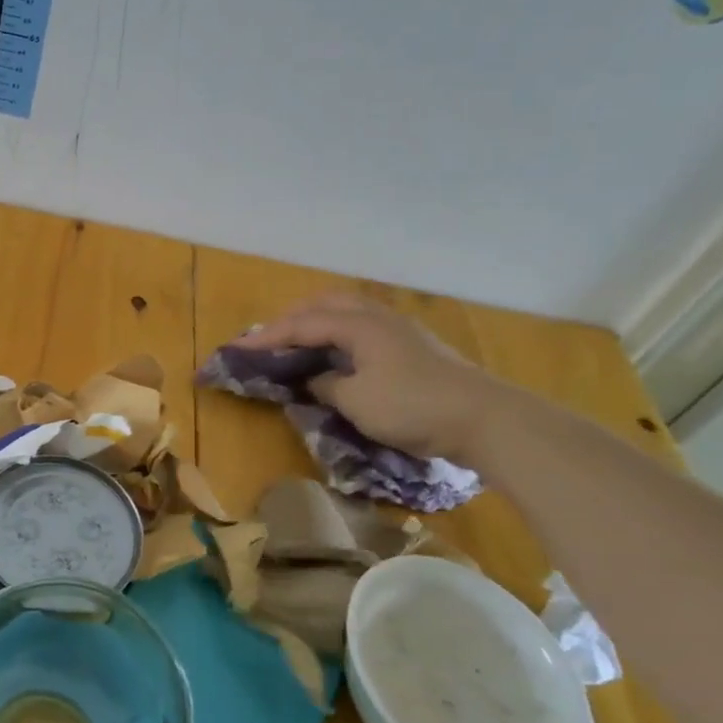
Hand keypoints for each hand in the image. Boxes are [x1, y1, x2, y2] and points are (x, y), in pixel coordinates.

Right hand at [233, 295, 502, 463]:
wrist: (485, 418)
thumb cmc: (413, 407)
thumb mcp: (356, 401)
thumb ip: (327, 384)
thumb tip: (317, 379)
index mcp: (358, 325)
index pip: (301, 324)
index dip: (266, 337)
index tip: (236, 349)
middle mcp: (377, 317)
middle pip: (325, 303)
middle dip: (292, 318)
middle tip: (269, 339)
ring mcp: (400, 329)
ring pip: (348, 312)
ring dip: (318, 322)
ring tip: (300, 343)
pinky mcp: (414, 346)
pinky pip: (363, 327)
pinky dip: (339, 334)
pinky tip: (339, 354)